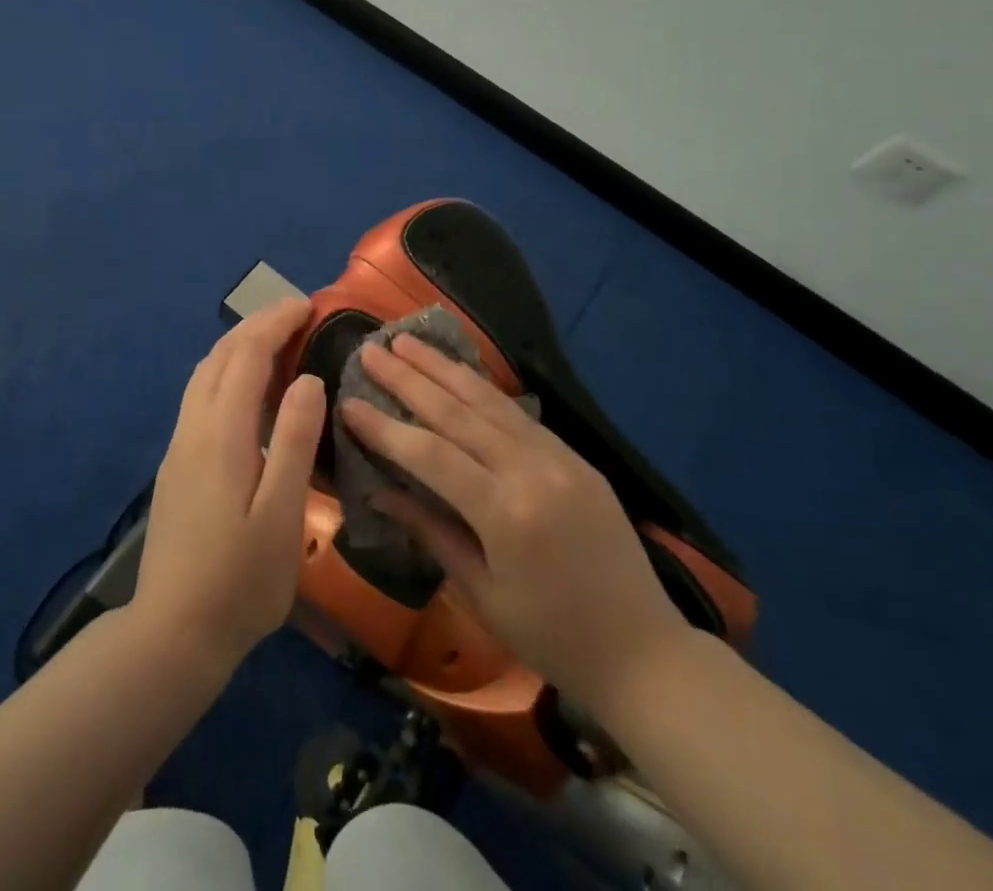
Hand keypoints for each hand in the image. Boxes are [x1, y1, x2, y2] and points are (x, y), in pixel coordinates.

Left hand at [132, 298, 326, 674]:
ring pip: (204, 375)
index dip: (275, 323)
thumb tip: (308, 379)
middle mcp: (193, 428)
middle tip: (296, 313)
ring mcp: (179, 447)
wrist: (173, 634)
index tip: (307, 305)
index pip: (246, 356)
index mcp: (221, 433)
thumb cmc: (240, 580)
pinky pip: (200, 397)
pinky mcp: (176, 466)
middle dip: (256, 325)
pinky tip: (246, 390)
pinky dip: (226, 372)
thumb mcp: (282, 514)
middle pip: (220, 357)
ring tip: (275, 340)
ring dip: (238, 346)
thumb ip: (293, 441)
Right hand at [341, 334, 688, 706]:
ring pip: (489, 399)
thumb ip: (431, 531)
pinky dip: (482, 388)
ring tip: (407, 341)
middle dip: (408, 378)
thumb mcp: (482, 593)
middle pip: (457, 411)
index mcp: (505, 513)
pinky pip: (517, 412)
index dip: (385, 428)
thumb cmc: (552, 637)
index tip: (348, 401)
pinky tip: (458, 373)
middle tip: (371, 349)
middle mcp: (531, 470)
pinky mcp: (574, 455)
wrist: (644, 650)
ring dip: (443, 368)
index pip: (429, 455)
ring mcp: (558, 456)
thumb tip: (379, 492)